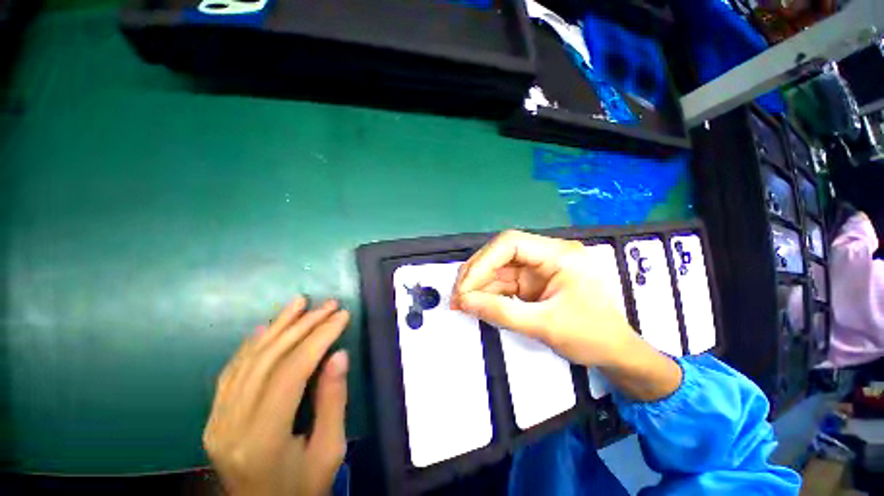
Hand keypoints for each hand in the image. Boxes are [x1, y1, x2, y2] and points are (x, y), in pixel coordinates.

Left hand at [203, 297, 349, 495]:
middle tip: (328, 304)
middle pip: (269, 359)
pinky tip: (266, 327)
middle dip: (303, 325)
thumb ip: (333, 401)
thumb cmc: (302, 487)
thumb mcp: (330, 451)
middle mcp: (231, 424)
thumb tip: (339, 354)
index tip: (342, 315)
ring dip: (277, 326)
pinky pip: (232, 371)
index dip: (319, 337)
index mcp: (262, 438)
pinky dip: (251, 344)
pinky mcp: (215, 417)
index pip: (292, 371)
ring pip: (248, 359)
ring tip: (299, 302)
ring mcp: (217, 419)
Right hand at [451, 230, 634, 367]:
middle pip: (500, 253)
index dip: (483, 261)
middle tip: (457, 295)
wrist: (616, 354)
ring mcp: (538, 267)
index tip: (465, 287)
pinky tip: (475, 303)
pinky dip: (488, 292)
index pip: (511, 243)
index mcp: (559, 254)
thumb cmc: (592, 337)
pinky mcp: (532, 281)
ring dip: (478, 284)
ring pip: (498, 268)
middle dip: (476, 273)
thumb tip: (463, 302)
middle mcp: (547, 254)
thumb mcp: (544, 325)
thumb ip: (500, 312)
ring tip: (460, 302)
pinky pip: (504, 282)